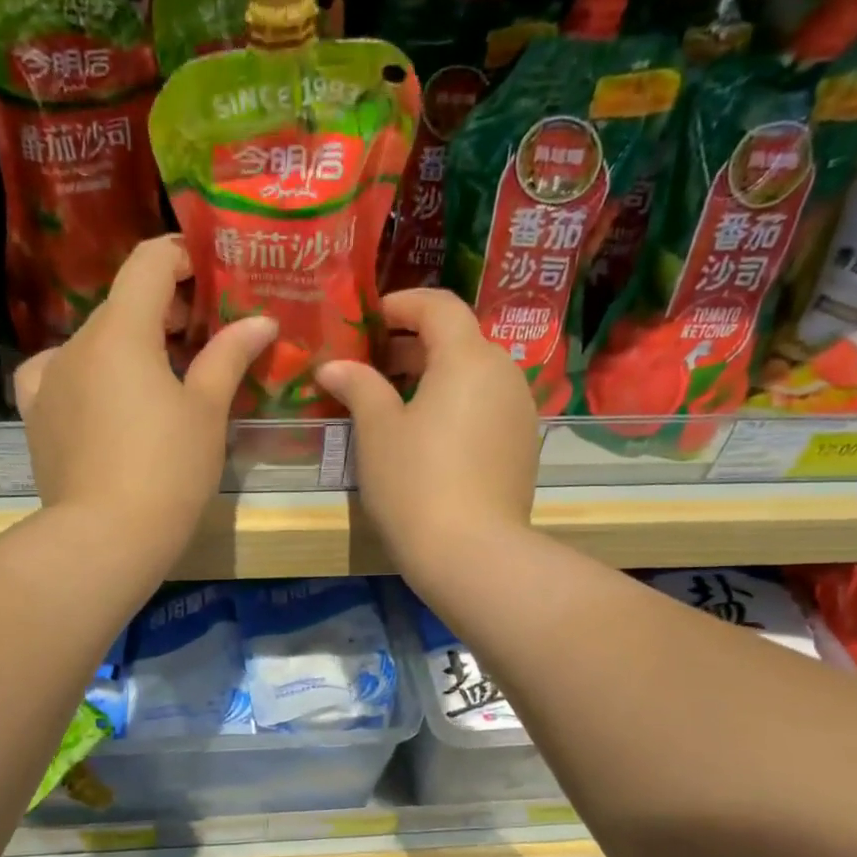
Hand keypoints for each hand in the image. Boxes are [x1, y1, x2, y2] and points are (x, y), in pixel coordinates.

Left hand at [14, 237, 277, 553]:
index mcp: (121, 330)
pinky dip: (89, 374)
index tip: (211, 277)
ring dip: (130, 346)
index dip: (182, 257)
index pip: (148, 262)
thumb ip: (229, 356)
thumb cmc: (167, 471)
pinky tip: (105, 398)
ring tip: (161, 382)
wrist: (105, 538)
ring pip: (95, 342)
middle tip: (202, 340)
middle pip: (123, 303)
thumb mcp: (206, 412)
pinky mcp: (35, 414)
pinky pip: (60, 374)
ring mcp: (48, 378)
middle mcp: (75, 342)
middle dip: (163, 310)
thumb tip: (261, 320)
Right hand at [317, 288, 536, 577]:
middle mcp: (504, 374)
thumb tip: (334, 366)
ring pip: (475, 375)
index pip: (439, 305)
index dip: (402, 304)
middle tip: (373, 365)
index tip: (371, 319)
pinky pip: (486, 406)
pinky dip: (456, 404)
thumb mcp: (377, 431)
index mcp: (468, 358)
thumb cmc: (415, 482)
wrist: (472, 553)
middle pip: (459, 339)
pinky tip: (428, 436)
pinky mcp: (522, 446)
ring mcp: (520, 411)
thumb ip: (358, 386)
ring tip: (395, 402)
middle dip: (415, 344)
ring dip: (435, 376)